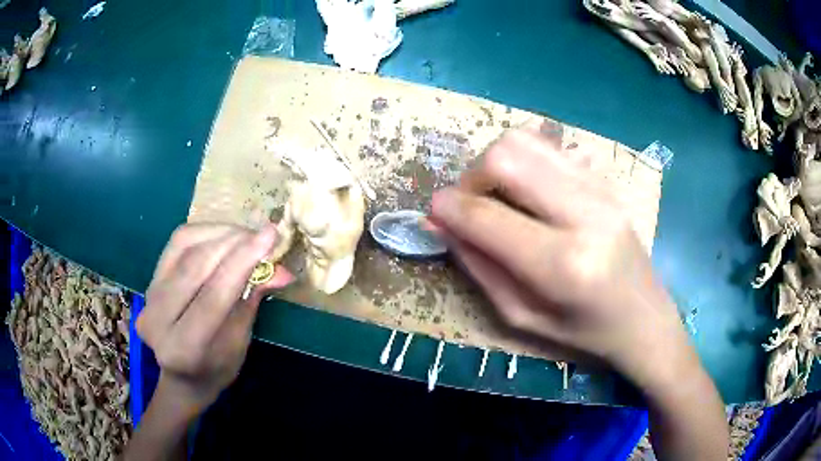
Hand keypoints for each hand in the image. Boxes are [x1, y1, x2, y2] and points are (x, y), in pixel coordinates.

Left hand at [136, 224, 292, 411]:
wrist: (182, 375)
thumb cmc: (217, 368)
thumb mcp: (241, 341)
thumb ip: (253, 300)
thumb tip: (281, 269)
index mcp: (183, 349)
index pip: (213, 296)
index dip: (243, 261)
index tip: (271, 235)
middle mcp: (157, 319)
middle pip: (195, 265)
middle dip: (233, 243)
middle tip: (263, 234)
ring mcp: (148, 296)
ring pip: (184, 246)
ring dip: (220, 233)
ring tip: (247, 235)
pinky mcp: (149, 279)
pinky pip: (177, 243)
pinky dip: (205, 232)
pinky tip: (224, 235)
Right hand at [428, 121, 695, 390]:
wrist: (644, 316)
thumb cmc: (584, 331)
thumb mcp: (522, 316)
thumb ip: (478, 266)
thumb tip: (442, 223)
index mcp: (563, 264)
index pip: (487, 216)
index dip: (448, 208)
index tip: (434, 211)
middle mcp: (584, 214)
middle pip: (506, 155)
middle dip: (471, 176)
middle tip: (471, 204)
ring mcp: (600, 189)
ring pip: (526, 140)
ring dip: (497, 162)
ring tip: (499, 194)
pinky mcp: (605, 179)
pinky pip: (551, 148)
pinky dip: (526, 160)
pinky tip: (529, 190)